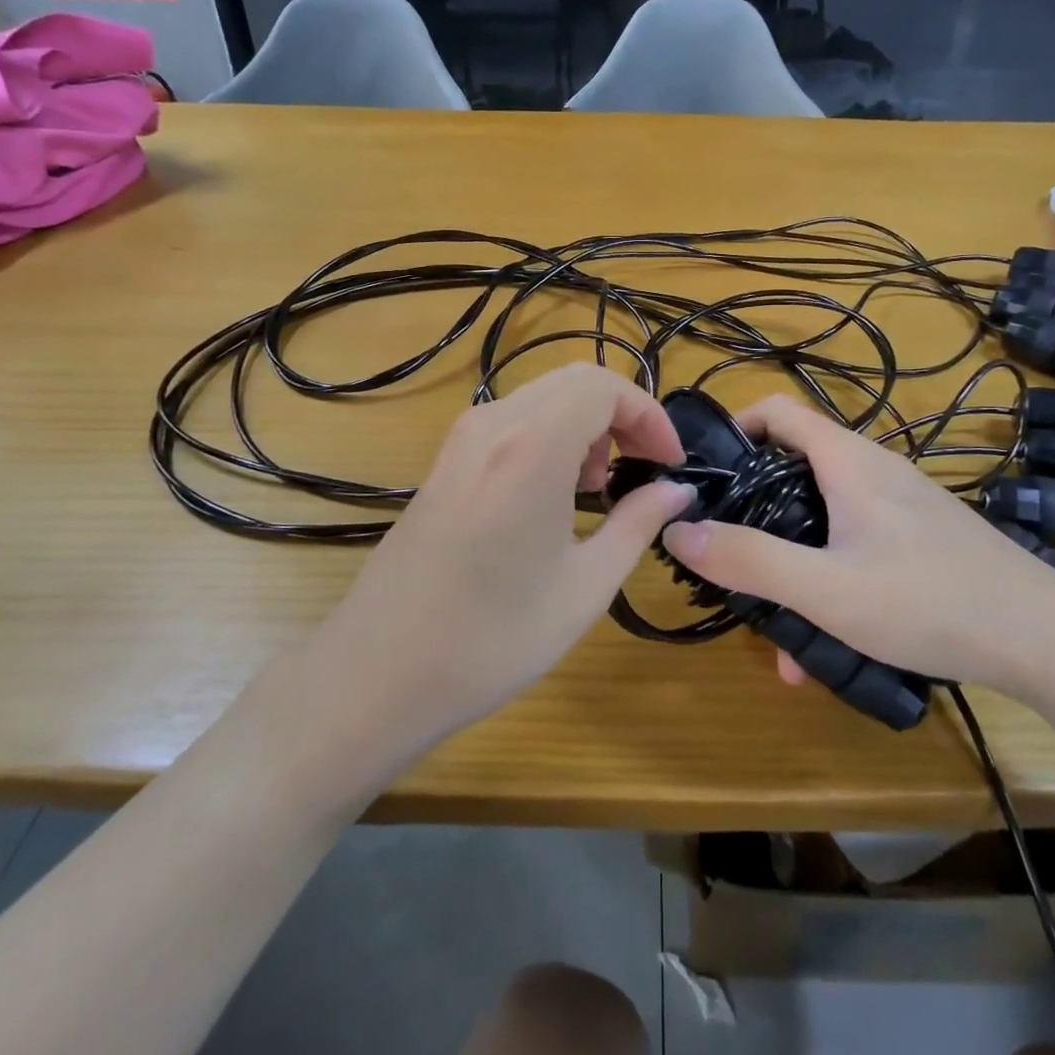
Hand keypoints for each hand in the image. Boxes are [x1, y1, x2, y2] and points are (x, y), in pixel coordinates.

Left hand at [326, 364, 693, 744]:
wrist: (378, 673)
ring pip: (543, 396)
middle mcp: (493, 425)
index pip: (605, 386)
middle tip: (641, 470)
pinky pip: (512, 420)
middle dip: (621, 416)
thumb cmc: (492, 639)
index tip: (669, 463)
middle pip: (575, 381)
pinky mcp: (444, 460)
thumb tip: (676, 491)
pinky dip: (550, 436)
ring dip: (585, 425)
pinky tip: (551, 495)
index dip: (649, 416)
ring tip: (596, 488)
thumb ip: (638, 524)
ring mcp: (461, 439)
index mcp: (532, 447)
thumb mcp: (585, 586)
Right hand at [659, 395, 1054, 695]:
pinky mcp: (917, 537)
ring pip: (821, 517)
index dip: (733, 429)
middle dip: (753, 515)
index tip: (704, 477)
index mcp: (847, 460)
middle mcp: (871, 470)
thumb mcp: (827, 590)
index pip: (775, 409)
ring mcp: (898, 504)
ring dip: (791, 562)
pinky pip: (853, 542)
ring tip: (778, 631)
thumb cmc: (931, 602)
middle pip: (791, 468)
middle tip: (728, 560)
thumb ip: (749, 561)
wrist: (1049, 642)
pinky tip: (828, 642)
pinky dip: (828, 576)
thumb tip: (678, 531)